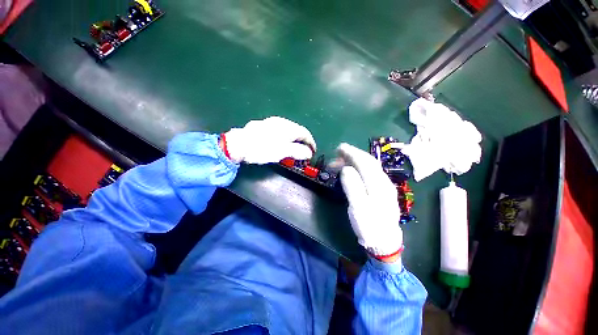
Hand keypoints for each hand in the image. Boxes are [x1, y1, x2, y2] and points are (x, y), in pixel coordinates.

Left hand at [223, 117, 316, 163]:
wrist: (239, 144)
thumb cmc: (263, 149)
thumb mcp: (283, 152)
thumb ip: (298, 152)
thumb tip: (309, 153)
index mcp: (288, 128)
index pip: (305, 134)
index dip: (311, 143)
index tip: (313, 152)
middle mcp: (282, 122)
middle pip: (298, 131)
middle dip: (303, 141)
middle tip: (304, 151)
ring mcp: (272, 122)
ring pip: (289, 130)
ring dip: (294, 139)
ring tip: (294, 148)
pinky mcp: (265, 125)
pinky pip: (280, 130)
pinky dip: (285, 137)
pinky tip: (281, 142)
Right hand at [337, 143, 402, 260]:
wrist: (385, 242)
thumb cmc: (369, 225)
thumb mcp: (358, 208)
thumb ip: (353, 187)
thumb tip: (346, 168)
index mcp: (377, 184)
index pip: (364, 162)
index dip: (351, 153)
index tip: (339, 148)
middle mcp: (383, 181)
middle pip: (368, 161)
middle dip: (352, 154)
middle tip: (337, 153)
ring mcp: (384, 185)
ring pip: (369, 166)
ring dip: (354, 161)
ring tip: (339, 163)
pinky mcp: (382, 190)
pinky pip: (370, 172)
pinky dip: (359, 167)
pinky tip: (352, 170)